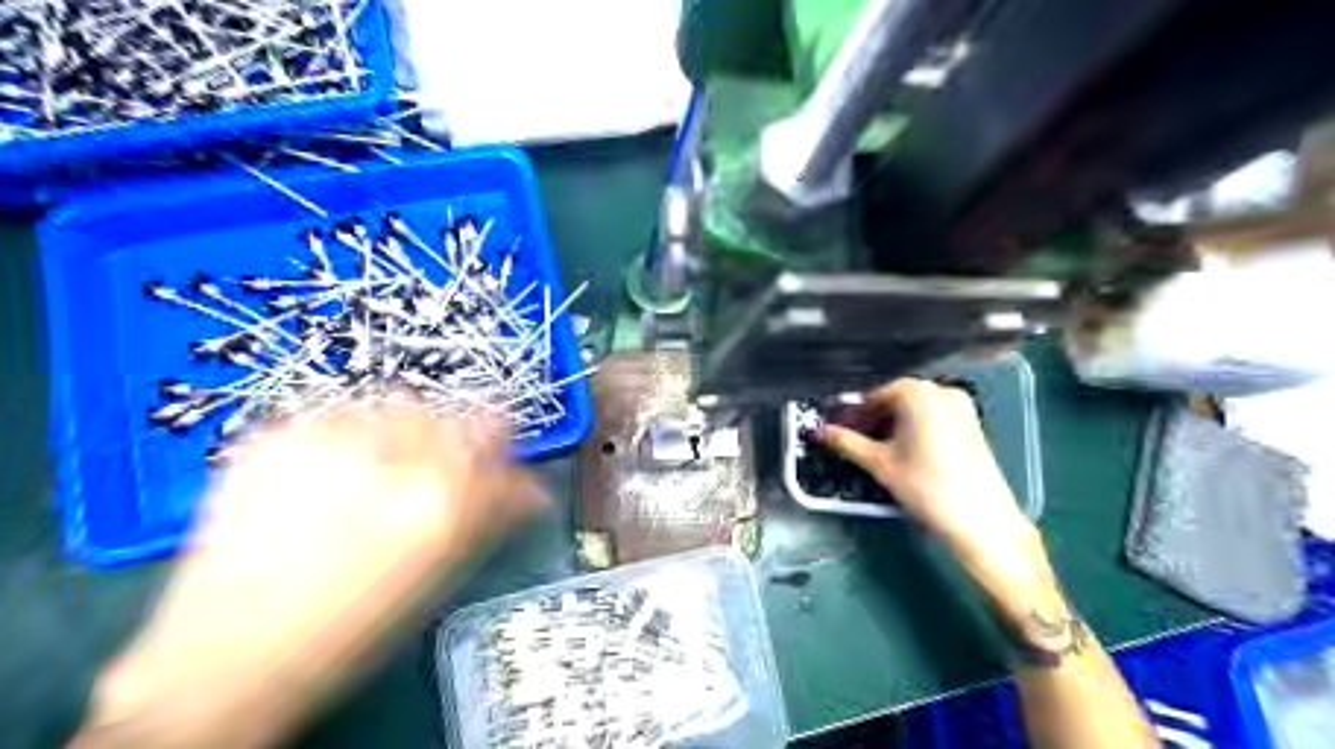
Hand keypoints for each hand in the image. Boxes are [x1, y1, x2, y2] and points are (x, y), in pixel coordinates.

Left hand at [75, 400, 543, 748]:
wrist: (229, 653)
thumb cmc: (353, 628)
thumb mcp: (443, 572)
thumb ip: (494, 513)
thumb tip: (529, 488)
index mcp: (441, 496)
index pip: (496, 426)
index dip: (501, 435)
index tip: (498, 447)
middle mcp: (390, 454)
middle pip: (448, 410)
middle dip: (452, 437)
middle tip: (433, 469)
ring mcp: (327, 437)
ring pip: (397, 402)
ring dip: (404, 429)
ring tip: (381, 469)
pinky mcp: (277, 433)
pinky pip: (341, 412)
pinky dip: (353, 434)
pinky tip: (336, 473)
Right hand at [813, 381, 1042, 578]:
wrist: (981, 520)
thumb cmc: (926, 486)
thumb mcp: (879, 463)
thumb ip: (846, 442)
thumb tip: (819, 433)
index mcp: (917, 393)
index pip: (874, 396)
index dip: (854, 415)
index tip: (840, 431)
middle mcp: (941, 391)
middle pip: (896, 399)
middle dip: (874, 419)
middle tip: (855, 442)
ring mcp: (961, 407)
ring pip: (915, 410)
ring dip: (894, 424)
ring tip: (878, 451)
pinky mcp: (972, 425)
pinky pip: (934, 418)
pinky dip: (915, 429)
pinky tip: (905, 453)